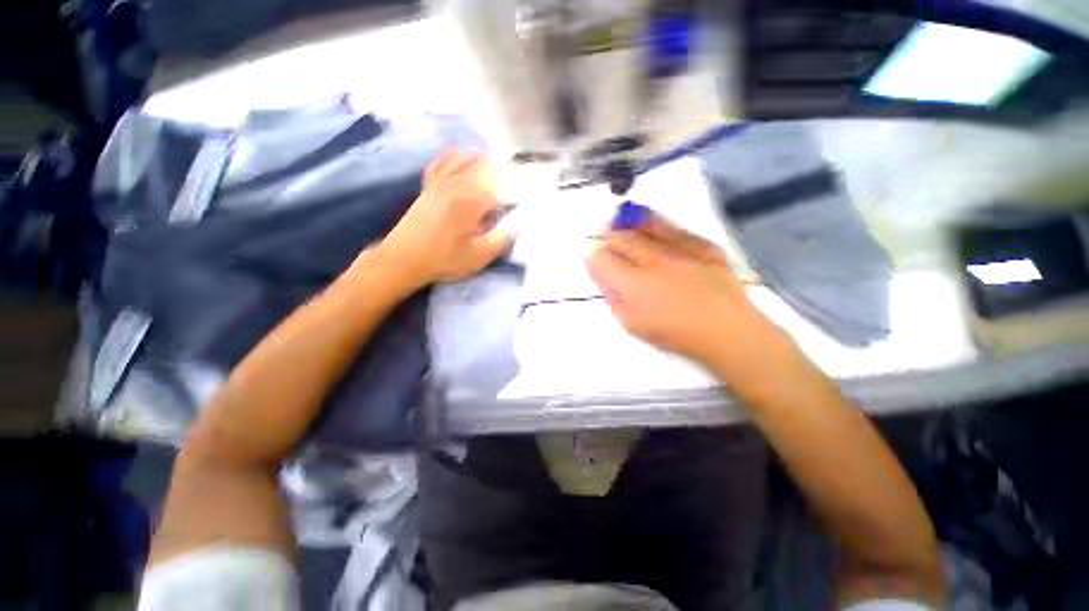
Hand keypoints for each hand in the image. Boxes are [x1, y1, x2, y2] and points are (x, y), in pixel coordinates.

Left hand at [380, 150, 512, 286]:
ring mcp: (440, 182)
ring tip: (497, 161)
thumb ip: (500, 240)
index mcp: (470, 203)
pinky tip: (460, 154)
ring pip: (464, 160)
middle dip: (503, 173)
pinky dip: (454, 156)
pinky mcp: (429, 186)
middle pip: (485, 170)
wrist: (403, 259)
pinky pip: (442, 162)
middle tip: (516, 179)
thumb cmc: (444, 260)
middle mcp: (456, 185)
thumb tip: (516, 226)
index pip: (500, 193)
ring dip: (482, 159)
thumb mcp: (478, 257)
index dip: (514, 198)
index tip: (521, 205)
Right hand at [584, 214, 767, 363]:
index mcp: (632, 284)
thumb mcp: (632, 325)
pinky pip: (675, 228)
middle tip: (602, 231)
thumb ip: (614, 300)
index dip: (592, 254)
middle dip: (608, 233)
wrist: (726, 330)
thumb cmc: (674, 334)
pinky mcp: (702, 245)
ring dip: (629, 222)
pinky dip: (658, 223)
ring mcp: (679, 250)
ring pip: (646, 227)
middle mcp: (652, 261)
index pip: (603, 260)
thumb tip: (607, 281)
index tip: (590, 252)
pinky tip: (652, 222)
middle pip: (622, 239)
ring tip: (622, 218)